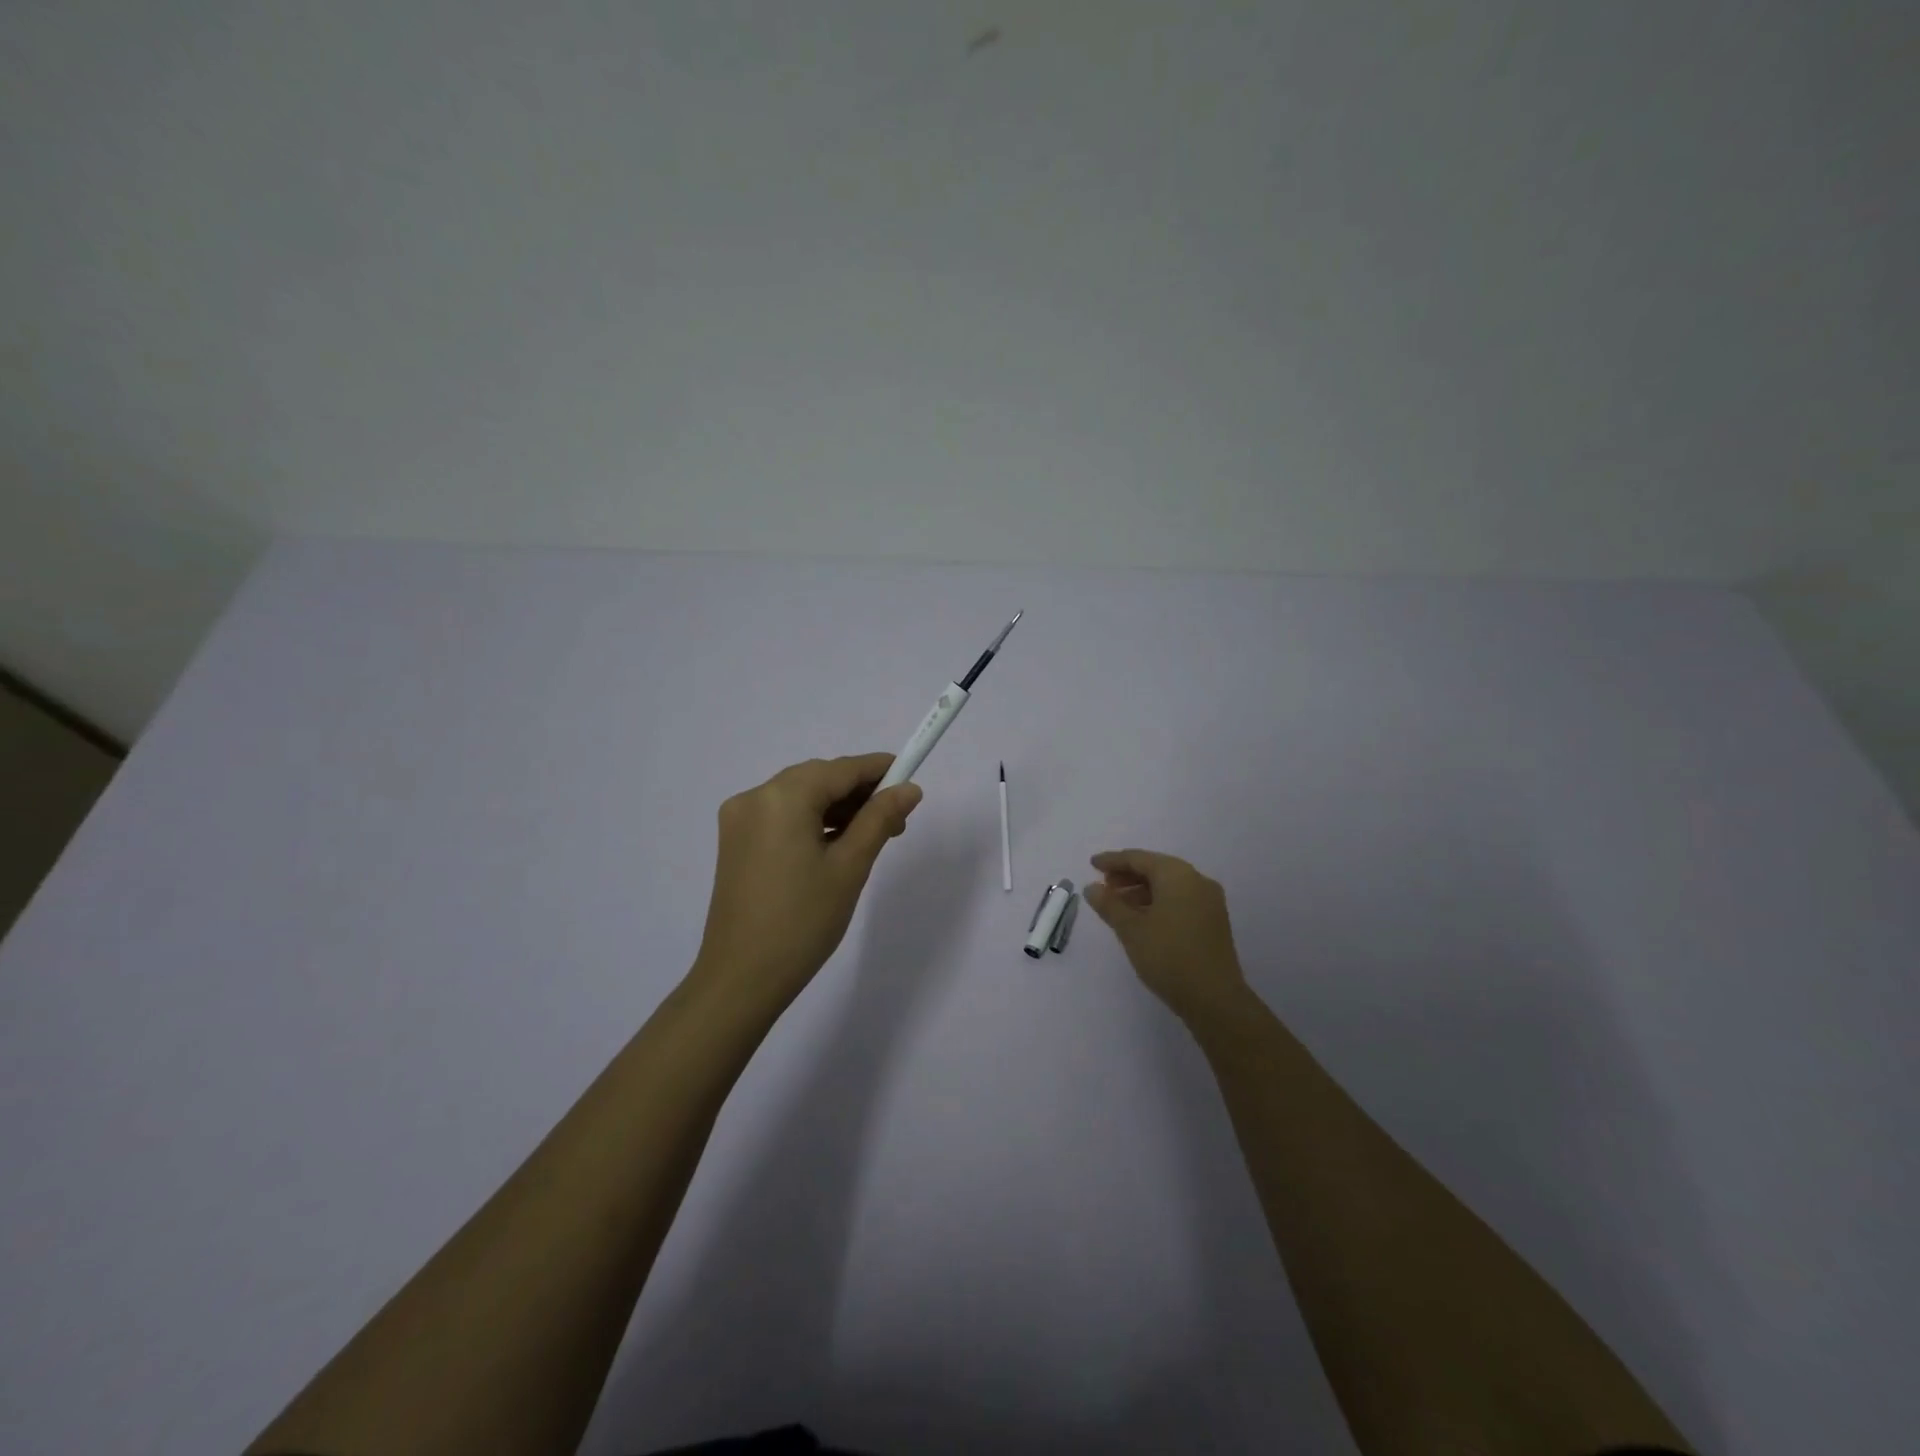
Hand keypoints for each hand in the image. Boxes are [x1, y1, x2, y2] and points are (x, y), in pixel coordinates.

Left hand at [689, 754, 922, 1010]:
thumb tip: (909, 788)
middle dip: (859, 793)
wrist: (741, 979)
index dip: (879, 770)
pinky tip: (836, 844)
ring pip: (800, 797)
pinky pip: (782, 816)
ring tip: (871, 837)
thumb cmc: (803, 921)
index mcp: (782, 797)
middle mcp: (755, 796)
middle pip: (819, 778)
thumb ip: (880, 819)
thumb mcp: (850, 866)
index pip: (841, 769)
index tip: (911, 781)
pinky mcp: (735, 842)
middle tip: (896, 823)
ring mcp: (740, 819)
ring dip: (837, 808)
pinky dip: (811, 822)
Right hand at [1085, 849, 1249, 1022]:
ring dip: (1142, 891)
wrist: (1215, 999)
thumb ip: (1109, 904)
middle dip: (1128, 875)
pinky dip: (1158, 903)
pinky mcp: (1213, 922)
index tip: (1092, 865)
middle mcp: (1197, 881)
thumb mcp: (1131, 929)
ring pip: (1169, 886)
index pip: (1139, 858)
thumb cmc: (1168, 956)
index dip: (1113, 861)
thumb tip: (1092, 887)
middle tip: (1103, 886)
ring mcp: (1209, 902)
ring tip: (1118, 906)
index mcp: (1177, 875)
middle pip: (1156, 869)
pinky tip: (1142, 919)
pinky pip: (1180, 900)